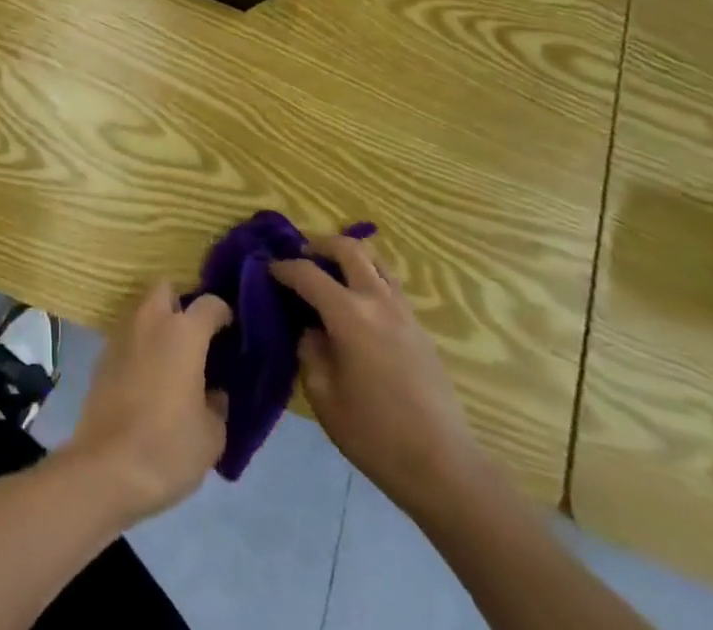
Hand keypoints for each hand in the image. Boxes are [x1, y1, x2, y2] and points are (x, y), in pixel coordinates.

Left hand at [61, 283, 230, 524]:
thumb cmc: (168, 447)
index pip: (210, 303)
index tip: (231, 332)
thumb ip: (218, 405)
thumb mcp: (212, 436)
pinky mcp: (102, 356)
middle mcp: (151, 321)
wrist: (106, 468)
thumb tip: (213, 393)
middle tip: (196, 336)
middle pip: (166, 288)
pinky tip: (148, 378)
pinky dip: (140, 347)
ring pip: (143, 310)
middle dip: (182, 303)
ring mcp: (122, 335)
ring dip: (158, 324)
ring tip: (172, 359)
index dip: (224, 313)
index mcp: (183, 332)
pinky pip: (128, 337)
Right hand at [271, 235, 482, 519]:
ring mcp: (404, 312)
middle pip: (348, 249)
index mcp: (349, 315)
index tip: (268, 270)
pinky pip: (389, 284)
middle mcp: (378, 301)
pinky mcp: (420, 328)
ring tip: (330, 270)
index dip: (284, 268)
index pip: (308, 273)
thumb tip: (311, 329)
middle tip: (300, 255)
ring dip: (349, 256)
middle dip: (319, 244)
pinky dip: (368, 276)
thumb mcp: (324, 396)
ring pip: (375, 260)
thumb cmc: (376, 435)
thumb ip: (310, 351)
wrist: (444, 468)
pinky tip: (357, 302)